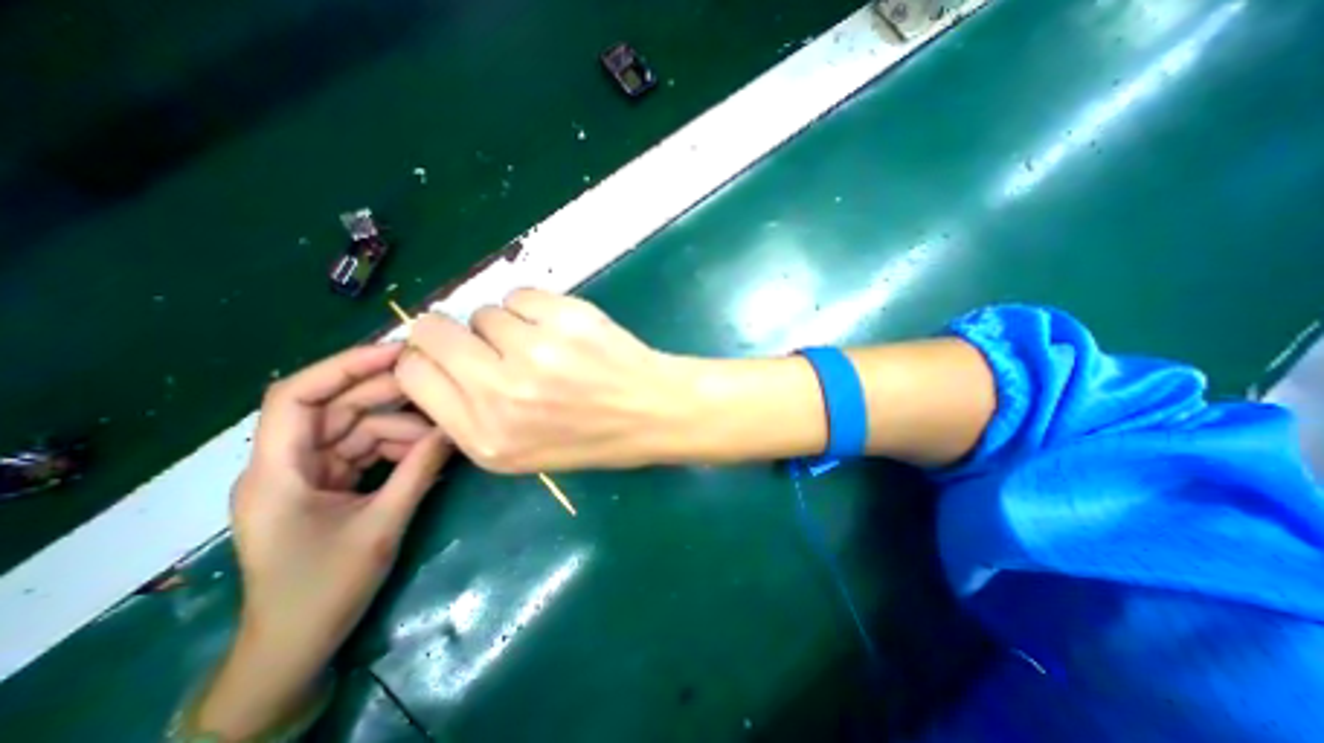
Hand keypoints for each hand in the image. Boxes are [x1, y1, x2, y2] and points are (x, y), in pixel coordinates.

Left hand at [195, 346, 453, 739]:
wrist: (295, 645)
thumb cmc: (325, 590)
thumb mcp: (381, 526)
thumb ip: (419, 471)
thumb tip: (455, 428)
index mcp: (277, 471)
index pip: (297, 396)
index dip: (345, 366)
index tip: (398, 354)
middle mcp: (287, 463)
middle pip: (337, 408)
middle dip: (389, 396)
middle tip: (441, 387)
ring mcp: (310, 473)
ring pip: (358, 429)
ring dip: (402, 428)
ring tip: (445, 433)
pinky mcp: (330, 485)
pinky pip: (367, 451)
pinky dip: (399, 448)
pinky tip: (430, 451)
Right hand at [394, 287, 695, 471]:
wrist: (653, 411)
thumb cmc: (591, 436)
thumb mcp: (521, 450)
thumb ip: (470, 413)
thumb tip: (436, 361)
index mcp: (485, 436)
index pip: (414, 373)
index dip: (426, 357)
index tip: (446, 354)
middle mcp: (502, 394)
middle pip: (434, 332)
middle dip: (451, 332)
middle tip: (488, 341)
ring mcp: (535, 351)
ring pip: (485, 312)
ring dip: (507, 324)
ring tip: (542, 345)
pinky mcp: (565, 319)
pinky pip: (521, 294)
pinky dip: (533, 308)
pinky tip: (560, 330)